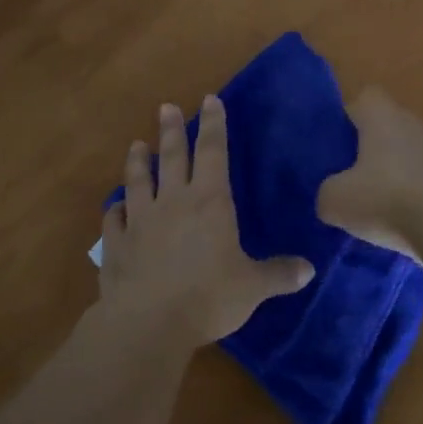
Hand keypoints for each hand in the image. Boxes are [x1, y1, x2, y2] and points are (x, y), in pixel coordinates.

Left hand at [100, 96, 314, 343]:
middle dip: (172, 130)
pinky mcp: (115, 245)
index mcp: (210, 202)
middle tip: (165, 107)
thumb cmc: (208, 297)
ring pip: (138, 181)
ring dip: (138, 162)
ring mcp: (139, 221)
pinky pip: (113, 220)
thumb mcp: (253, 287)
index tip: (210, 99)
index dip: (214, 125)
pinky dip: (114, 210)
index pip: (214, 152)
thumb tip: (309, 269)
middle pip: (172, 157)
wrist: (147, 324)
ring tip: (137, 144)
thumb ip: (278, 274)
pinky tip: (114, 207)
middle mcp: (173, 202)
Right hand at [317, 87, 422, 264]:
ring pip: (417, 155)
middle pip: (391, 128)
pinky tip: (421, 226)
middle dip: (376, 152)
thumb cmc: (389, 201)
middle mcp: (417, 122)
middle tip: (360, 184)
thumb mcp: (336, 202)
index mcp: (383, 117)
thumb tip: (333, 193)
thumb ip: (327, 191)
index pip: (364, 99)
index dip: (350, 119)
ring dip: (405, 175)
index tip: (340, 148)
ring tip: (392, 212)